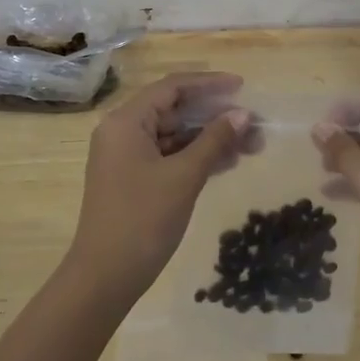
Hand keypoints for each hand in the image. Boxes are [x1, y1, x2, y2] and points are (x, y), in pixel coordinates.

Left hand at [68, 73, 249, 304]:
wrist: (105, 276)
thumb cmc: (143, 219)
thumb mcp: (184, 176)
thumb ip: (214, 140)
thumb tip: (243, 114)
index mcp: (126, 121)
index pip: (172, 87)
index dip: (209, 84)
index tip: (242, 87)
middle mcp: (121, 131)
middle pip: (173, 110)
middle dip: (215, 116)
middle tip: (254, 124)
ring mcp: (125, 156)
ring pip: (173, 135)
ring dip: (209, 138)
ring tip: (251, 146)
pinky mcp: (131, 178)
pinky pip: (167, 155)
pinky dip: (194, 156)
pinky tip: (227, 163)